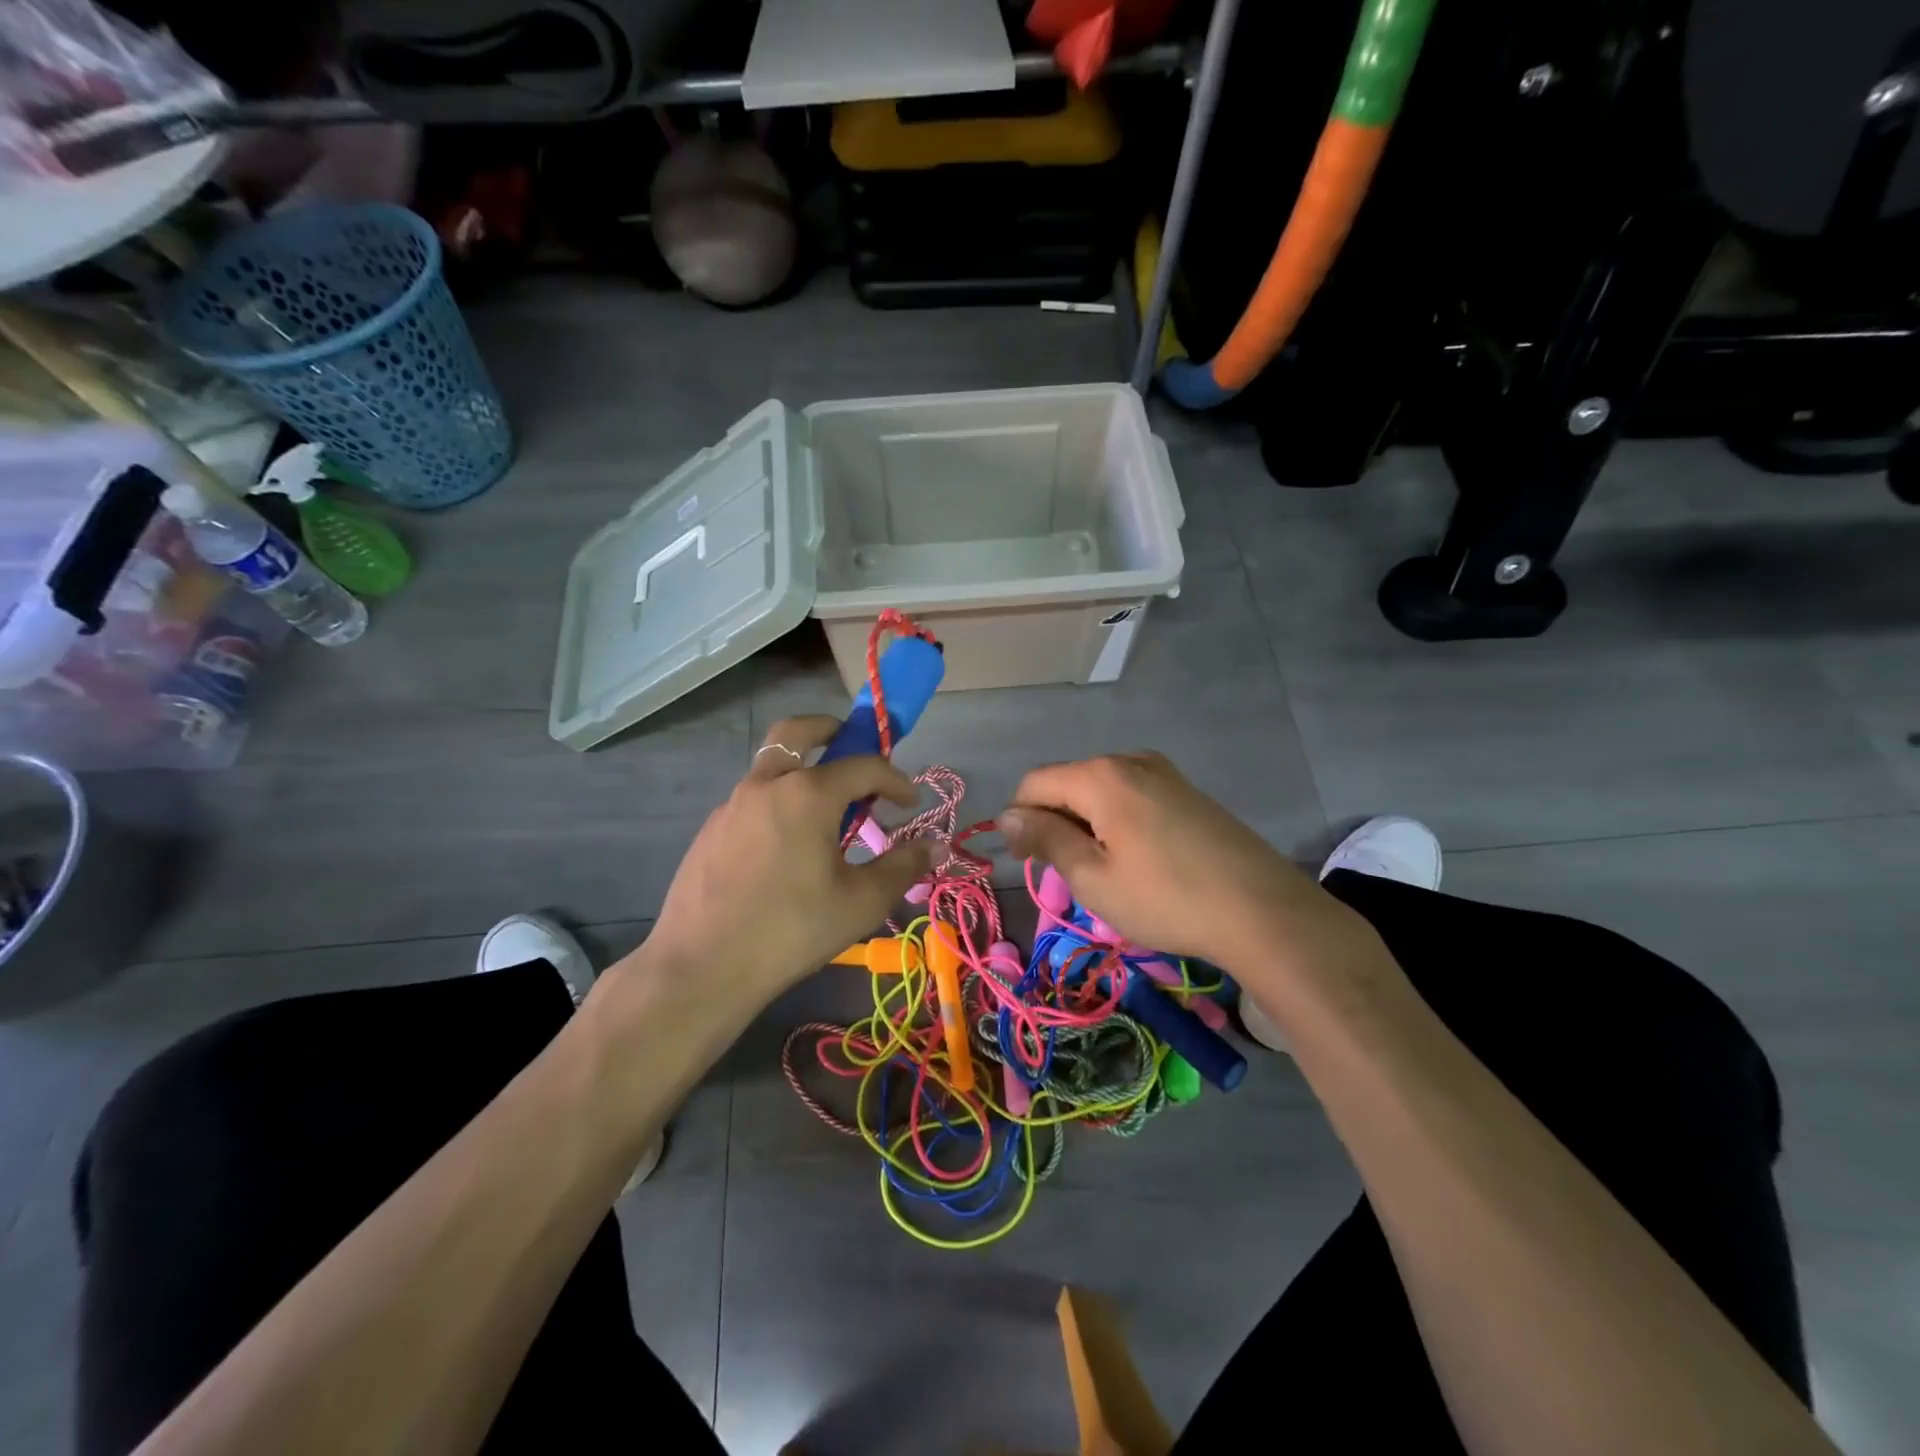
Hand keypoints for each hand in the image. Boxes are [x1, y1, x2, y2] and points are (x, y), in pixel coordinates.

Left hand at [637, 717, 936, 1010]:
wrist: (702, 967)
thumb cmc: (791, 930)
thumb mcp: (861, 902)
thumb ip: (903, 866)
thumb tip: (937, 845)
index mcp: (807, 793)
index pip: (864, 765)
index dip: (895, 779)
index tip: (910, 803)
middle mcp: (766, 784)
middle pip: (797, 731)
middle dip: (831, 729)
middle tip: (851, 744)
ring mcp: (732, 805)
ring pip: (771, 767)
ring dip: (803, 772)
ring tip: (825, 816)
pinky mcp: (711, 830)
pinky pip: (753, 800)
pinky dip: (779, 803)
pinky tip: (786, 849)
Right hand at [997, 752, 1370, 976]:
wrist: (1264, 912)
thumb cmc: (1167, 899)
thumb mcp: (1093, 878)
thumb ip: (1046, 839)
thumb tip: (1006, 816)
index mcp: (1101, 775)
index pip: (1034, 784)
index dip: (1020, 821)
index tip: (1030, 863)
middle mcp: (1130, 760)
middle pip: (1068, 783)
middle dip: (1055, 823)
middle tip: (1071, 876)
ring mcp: (1164, 772)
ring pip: (1100, 791)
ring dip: (1086, 825)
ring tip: (1106, 872)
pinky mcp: (1187, 791)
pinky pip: (1131, 796)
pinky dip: (1117, 822)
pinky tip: (1139, 860)